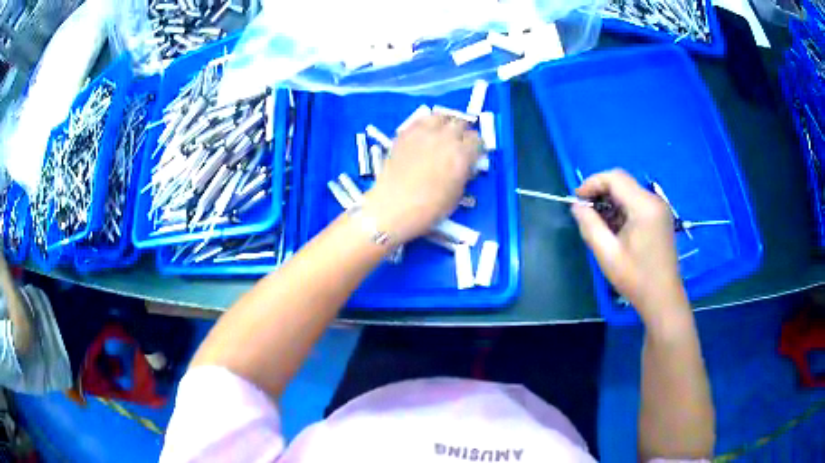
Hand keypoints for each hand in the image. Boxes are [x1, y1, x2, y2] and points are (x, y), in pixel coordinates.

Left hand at [363, 115, 480, 242]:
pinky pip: (421, 120)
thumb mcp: (456, 195)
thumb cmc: (429, 209)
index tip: (474, 152)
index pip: (477, 140)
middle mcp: (445, 138)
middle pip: (461, 124)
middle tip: (459, 142)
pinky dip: (426, 125)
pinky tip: (425, 134)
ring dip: (445, 123)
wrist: (393, 206)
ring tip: (443, 132)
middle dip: (463, 132)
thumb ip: (464, 174)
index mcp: (461, 155)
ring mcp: (424, 133)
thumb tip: (465, 165)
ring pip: (441, 116)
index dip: (477, 146)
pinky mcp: (405, 133)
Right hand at [571, 170, 688, 322]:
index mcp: (644, 206)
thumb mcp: (607, 254)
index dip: (592, 183)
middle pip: (622, 182)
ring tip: (598, 223)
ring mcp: (660, 209)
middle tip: (585, 211)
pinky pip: (637, 203)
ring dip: (611, 201)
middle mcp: (654, 201)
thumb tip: (577, 206)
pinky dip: (622, 209)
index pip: (615, 178)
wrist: (663, 299)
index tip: (577, 200)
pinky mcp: (660, 218)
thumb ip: (589, 225)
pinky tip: (615, 228)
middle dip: (601, 191)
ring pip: (629, 191)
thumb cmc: (636, 278)